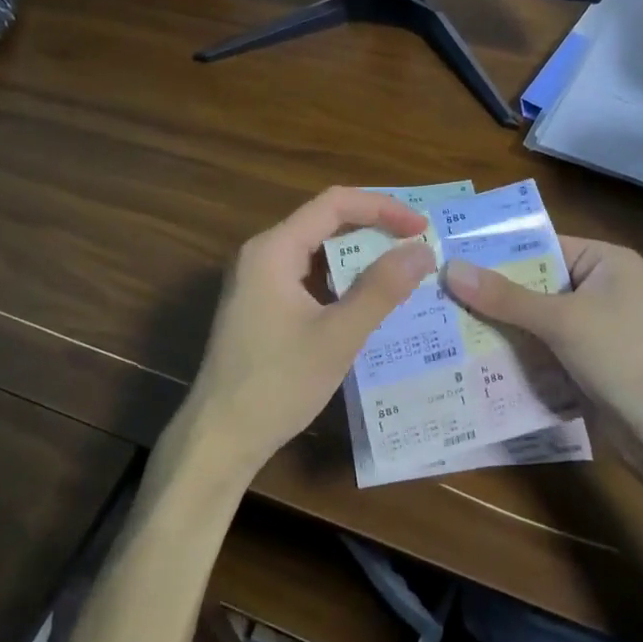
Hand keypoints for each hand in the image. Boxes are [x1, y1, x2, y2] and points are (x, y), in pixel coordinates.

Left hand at [170, 187, 435, 481]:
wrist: (219, 438)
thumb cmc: (278, 384)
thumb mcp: (338, 336)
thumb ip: (381, 289)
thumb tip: (423, 251)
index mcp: (273, 249)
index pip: (334, 203)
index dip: (382, 208)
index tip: (422, 227)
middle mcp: (261, 254)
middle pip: (324, 221)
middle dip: (373, 228)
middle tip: (417, 246)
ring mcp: (256, 281)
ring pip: (316, 251)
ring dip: (358, 256)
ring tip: (401, 269)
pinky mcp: (258, 306)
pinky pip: (306, 276)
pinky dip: (339, 280)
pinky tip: (366, 301)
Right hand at [444, 237, 642, 440]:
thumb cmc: (625, 358)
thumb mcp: (563, 321)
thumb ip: (506, 297)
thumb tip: (450, 269)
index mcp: (605, 263)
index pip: (541, 246)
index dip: (496, 253)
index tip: (450, 257)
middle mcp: (600, 289)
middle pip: (534, 284)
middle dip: (491, 293)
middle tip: (436, 292)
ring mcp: (594, 329)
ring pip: (534, 320)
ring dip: (498, 325)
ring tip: (442, 323)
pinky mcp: (586, 364)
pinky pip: (542, 349)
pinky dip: (515, 353)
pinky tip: (472, 357)